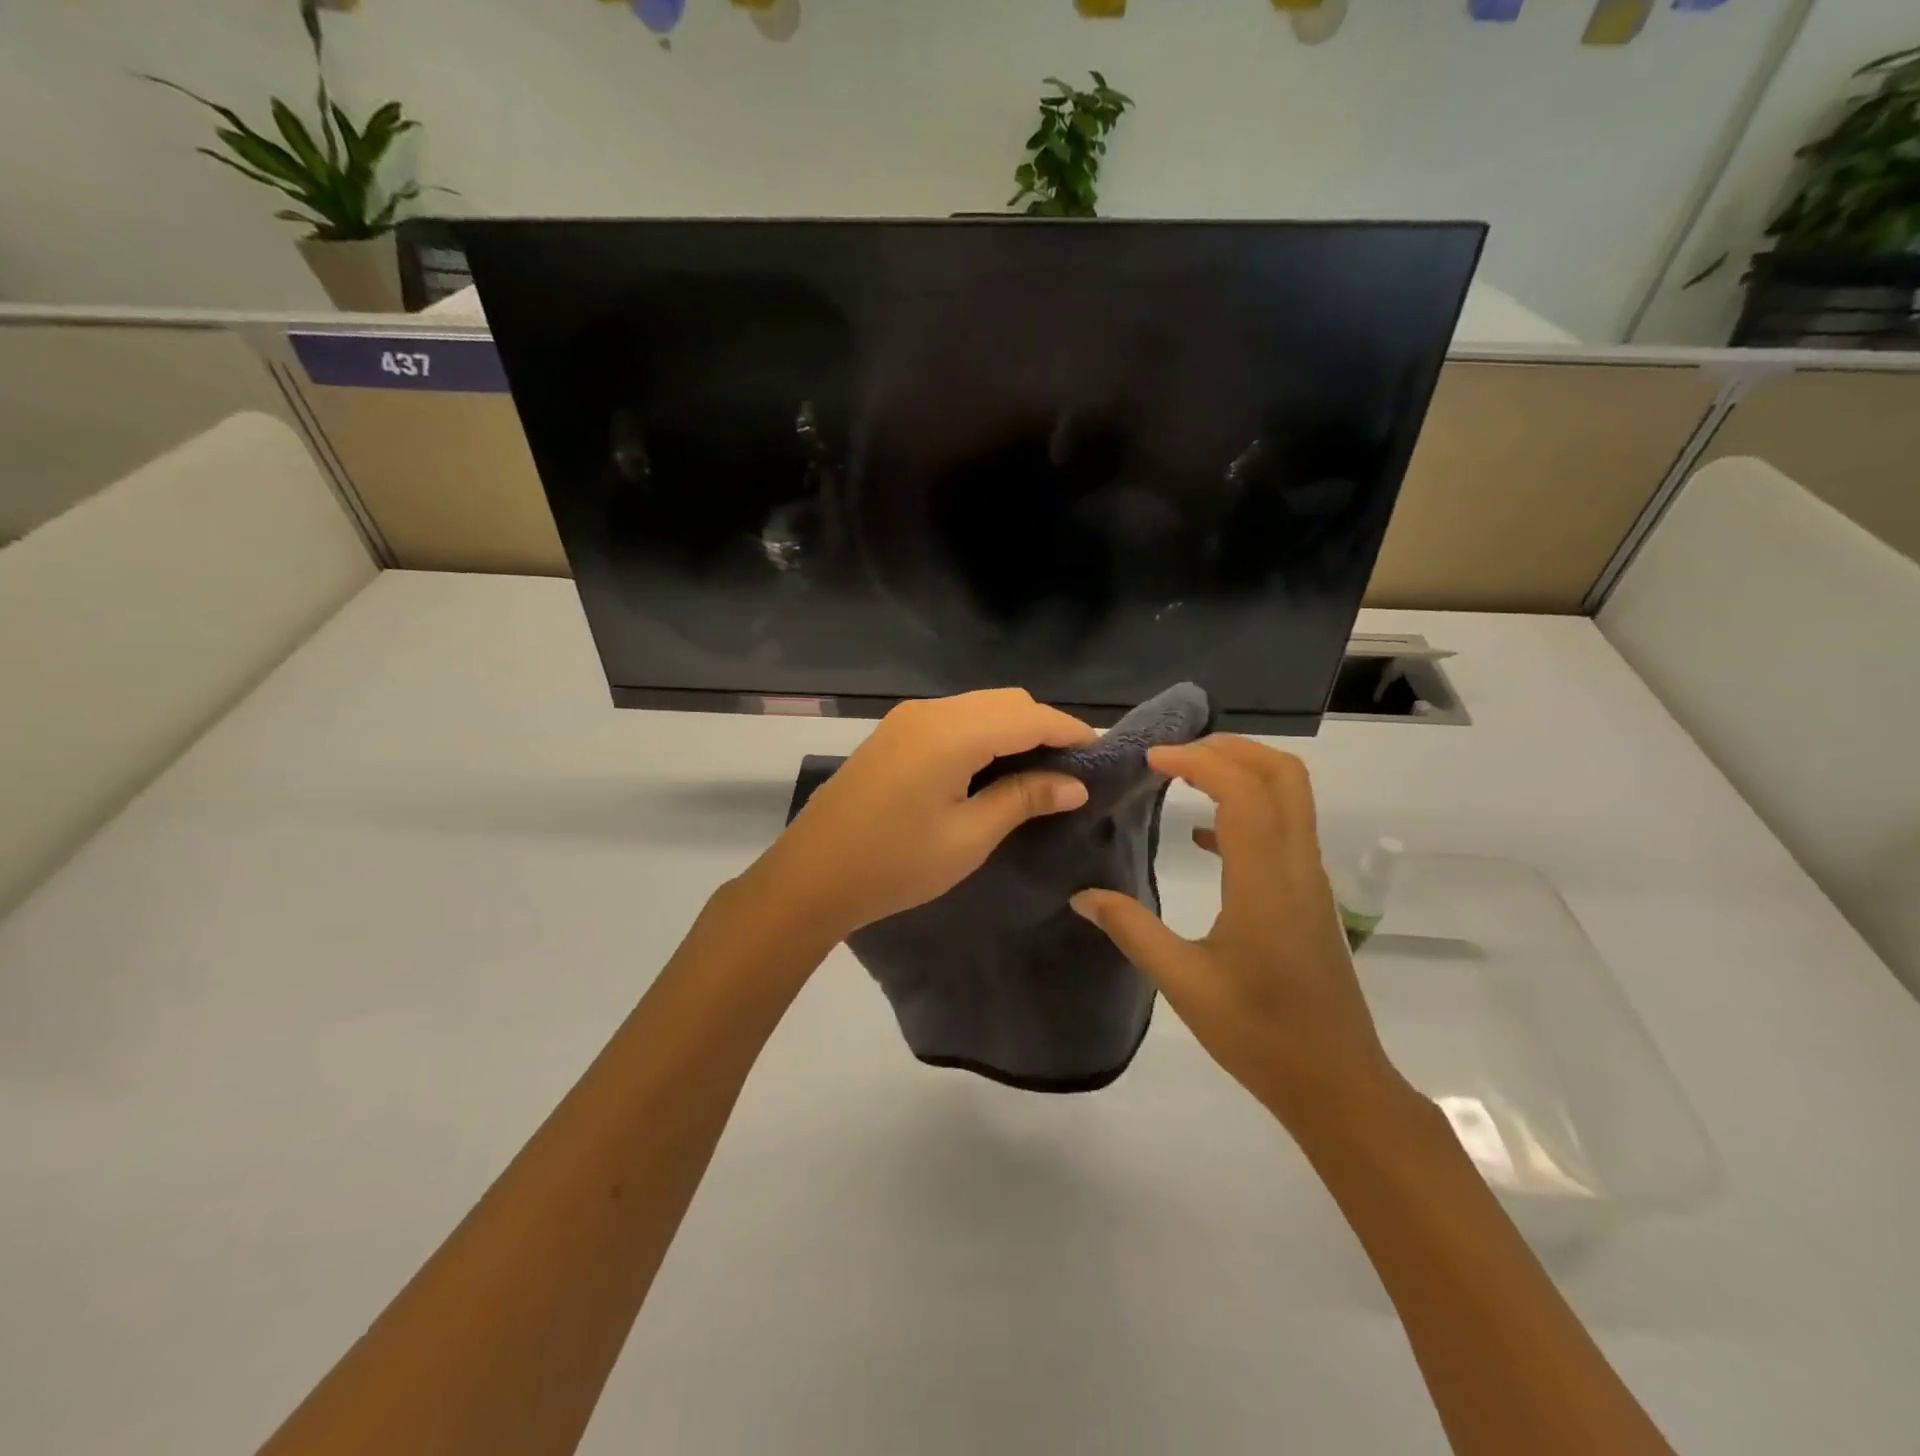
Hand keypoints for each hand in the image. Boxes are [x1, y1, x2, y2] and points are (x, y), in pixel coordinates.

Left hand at [748, 689, 1095, 943]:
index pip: (1030, 716)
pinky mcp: (893, 733)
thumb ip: (1024, 799)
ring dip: (1013, 728)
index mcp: (952, 733)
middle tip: (1070, 771)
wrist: (811, 877)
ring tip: (1037, 772)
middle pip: (1006, 701)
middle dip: (1044, 727)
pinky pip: (954, 718)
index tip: (1101, 756)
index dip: (1070, 732)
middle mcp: (930, 711)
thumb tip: (1073, 783)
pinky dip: (984, 733)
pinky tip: (992, 768)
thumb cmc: (894, 865)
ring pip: (980, 706)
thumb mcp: (968, 837)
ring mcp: (906, 719)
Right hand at [1071, 735, 1405, 1131]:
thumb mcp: (1183, 983)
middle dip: (1230, 749)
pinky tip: (1202, 836)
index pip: (1243, 790)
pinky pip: (1283, 829)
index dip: (1198, 762)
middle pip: (1283, 774)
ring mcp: (1308, 880)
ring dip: (1242, 772)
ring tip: (1184, 778)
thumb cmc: (1259, 1034)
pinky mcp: (1308, 896)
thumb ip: (1131, 930)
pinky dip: (1246, 810)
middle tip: (1175, 755)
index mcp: (1265, 881)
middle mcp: (1296, 866)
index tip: (1151, 760)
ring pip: (1290, 796)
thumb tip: (1083, 896)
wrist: (1336, 1083)